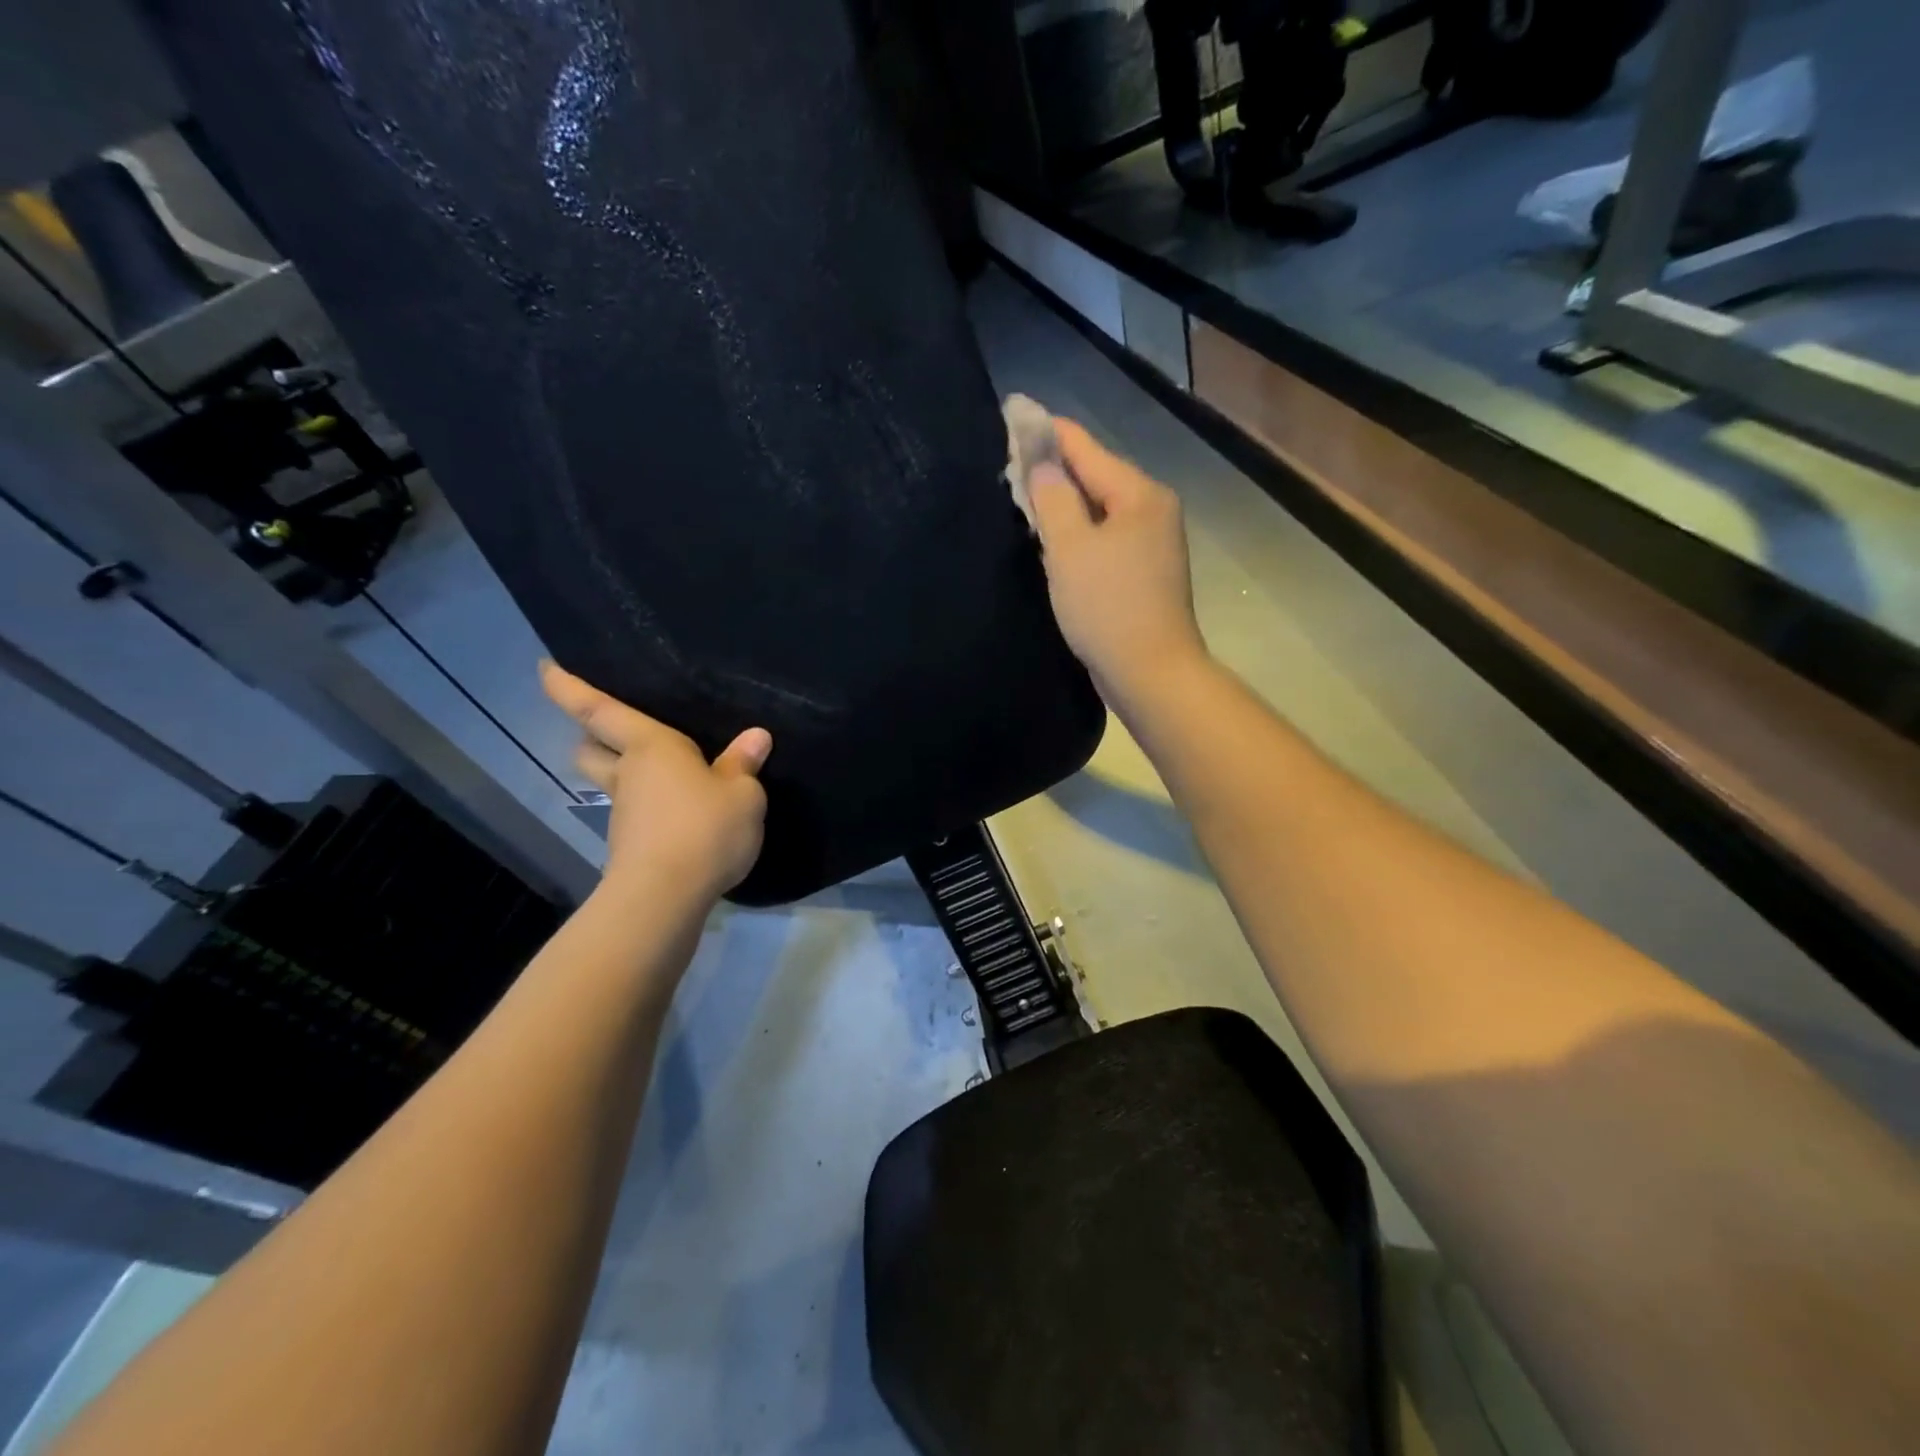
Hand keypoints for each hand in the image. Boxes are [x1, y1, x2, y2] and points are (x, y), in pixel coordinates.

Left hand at [540, 661, 771, 900]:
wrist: (666, 897)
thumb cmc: (704, 829)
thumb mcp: (742, 794)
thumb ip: (744, 765)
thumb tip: (756, 737)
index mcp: (651, 747)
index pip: (598, 709)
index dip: (568, 686)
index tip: (545, 667)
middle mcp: (629, 774)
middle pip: (591, 750)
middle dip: (593, 738)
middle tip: (612, 732)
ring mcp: (625, 813)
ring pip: (613, 784)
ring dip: (628, 777)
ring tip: (669, 778)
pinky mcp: (630, 846)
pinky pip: (637, 815)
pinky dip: (652, 810)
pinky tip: (684, 817)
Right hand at [1029, 417, 1206, 705]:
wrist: (1149, 672)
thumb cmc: (1107, 607)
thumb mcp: (1070, 548)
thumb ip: (1052, 496)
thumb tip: (1040, 457)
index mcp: (1139, 494)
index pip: (1085, 448)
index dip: (1047, 432)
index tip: (1012, 417)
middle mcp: (1152, 509)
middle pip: (1094, 477)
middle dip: (1052, 471)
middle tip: (1006, 467)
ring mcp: (1151, 543)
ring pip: (1097, 510)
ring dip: (1062, 505)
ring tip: (1021, 499)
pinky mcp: (1143, 572)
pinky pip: (1103, 539)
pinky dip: (1077, 535)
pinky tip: (1051, 541)